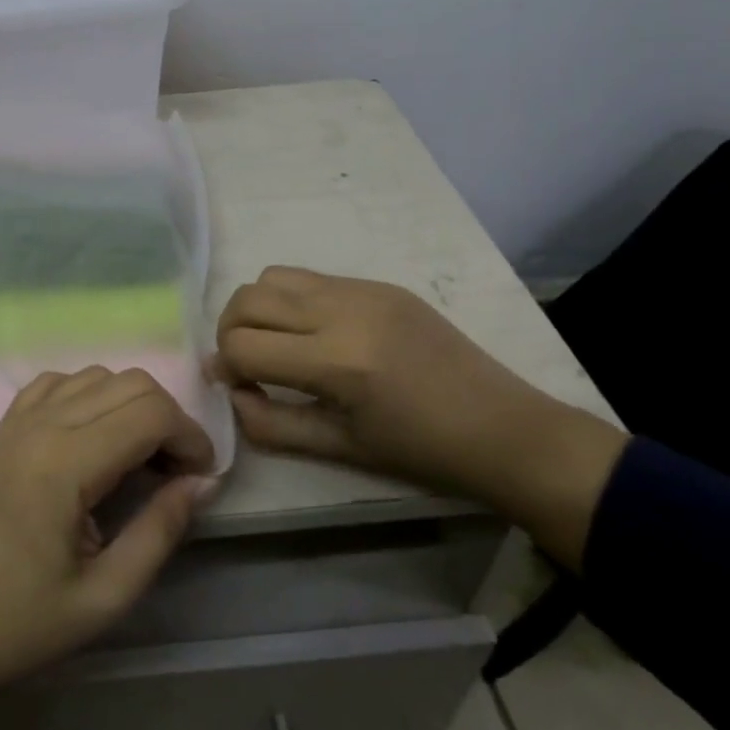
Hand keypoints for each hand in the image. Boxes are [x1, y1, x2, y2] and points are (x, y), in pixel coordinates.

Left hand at [0, 366, 216, 729]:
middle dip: (168, 418)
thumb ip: (159, 532)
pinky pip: (59, 383)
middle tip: (175, 471)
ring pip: (97, 375)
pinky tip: (93, 438)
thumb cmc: (20, 622)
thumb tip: (202, 482)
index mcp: (65, 464)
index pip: (150, 412)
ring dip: (131, 405)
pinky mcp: (4, 424)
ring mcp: (18, 418)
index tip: (201, 477)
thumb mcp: (105, 597)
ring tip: (137, 458)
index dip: (190, 436)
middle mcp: (42, 424)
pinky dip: (90, 396)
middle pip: (130, 382)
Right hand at [216, 267, 626, 570]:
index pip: (243, 347)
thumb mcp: (341, 449)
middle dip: (229, 330)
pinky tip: (314, 332)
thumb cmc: (423, 453)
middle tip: (245, 362)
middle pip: (248, 299)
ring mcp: (362, 290)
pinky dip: (293, 300)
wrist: (504, 428)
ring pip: (273, 276)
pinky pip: (312, 277)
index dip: (225, 368)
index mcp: (336, 363)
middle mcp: (342, 312)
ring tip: (276, 342)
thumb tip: (231, 394)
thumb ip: (272, 424)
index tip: (234, 386)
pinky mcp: (379, 283)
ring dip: (258, 308)